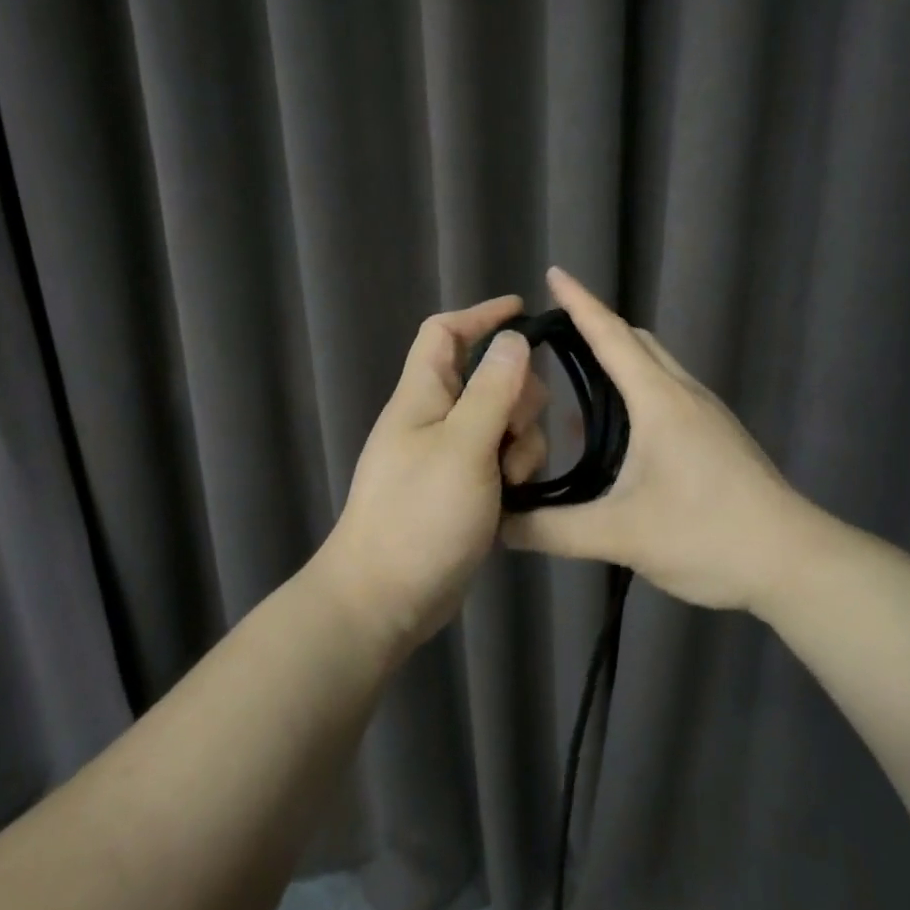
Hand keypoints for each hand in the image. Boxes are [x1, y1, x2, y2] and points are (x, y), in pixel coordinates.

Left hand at [318, 295, 550, 654]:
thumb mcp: (463, 447)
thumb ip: (492, 391)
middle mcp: (436, 419)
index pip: (445, 333)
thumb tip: (513, 339)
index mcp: (423, 396)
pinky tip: (517, 499)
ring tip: (512, 480)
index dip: (481, 315)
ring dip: (521, 444)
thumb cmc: (420, 516)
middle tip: (518, 432)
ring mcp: (450, 457)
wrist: (386, 598)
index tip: (524, 312)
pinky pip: (502, 462)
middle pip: (490, 380)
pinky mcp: (465, 491)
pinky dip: (514, 472)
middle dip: (518, 398)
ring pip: (504, 424)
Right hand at [500, 267, 814, 614]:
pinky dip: (636, 393)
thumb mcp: (620, 535)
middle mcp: (684, 394)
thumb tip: (499, 526)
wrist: (793, 561)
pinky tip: (616, 434)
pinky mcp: (718, 437)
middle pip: (636, 342)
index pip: (612, 335)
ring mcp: (707, 415)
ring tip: (575, 382)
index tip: (553, 274)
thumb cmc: (706, 534)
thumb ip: (551, 530)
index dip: (580, 303)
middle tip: (553, 336)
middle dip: (597, 327)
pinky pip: (668, 395)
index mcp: (660, 400)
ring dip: (618, 363)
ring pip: (655, 368)